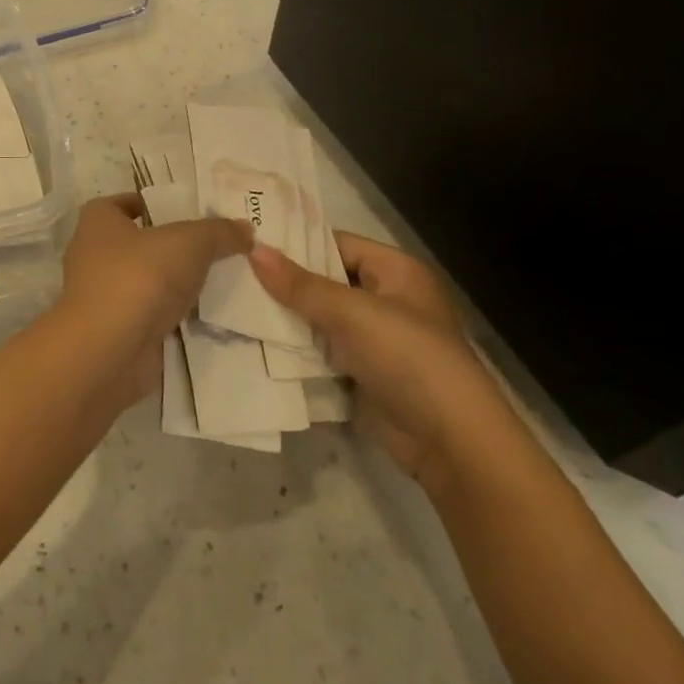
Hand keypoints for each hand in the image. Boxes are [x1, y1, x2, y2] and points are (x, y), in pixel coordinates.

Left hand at [41, 194, 250, 404]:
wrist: (109, 353)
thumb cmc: (139, 278)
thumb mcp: (189, 242)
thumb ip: (219, 232)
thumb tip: (246, 229)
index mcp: (98, 223)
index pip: (120, 204)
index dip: (148, 204)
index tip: (183, 210)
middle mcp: (93, 257)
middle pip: (137, 244)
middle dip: (171, 246)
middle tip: (213, 245)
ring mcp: (103, 298)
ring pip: (146, 283)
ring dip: (174, 284)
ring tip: (218, 280)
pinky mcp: (117, 333)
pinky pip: (151, 317)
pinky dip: (174, 317)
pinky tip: (207, 317)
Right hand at [248, 233, 515, 494]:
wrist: (449, 441)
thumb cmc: (407, 358)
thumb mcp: (352, 313)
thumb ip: (300, 285)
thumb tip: (254, 250)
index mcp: (396, 272)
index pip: (337, 244)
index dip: (297, 244)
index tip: (250, 242)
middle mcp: (386, 299)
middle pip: (326, 282)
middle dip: (285, 283)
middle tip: (234, 273)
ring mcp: (375, 339)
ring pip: (320, 319)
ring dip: (287, 318)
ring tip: (235, 303)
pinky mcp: (363, 373)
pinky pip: (322, 352)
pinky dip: (296, 350)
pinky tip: (256, 342)